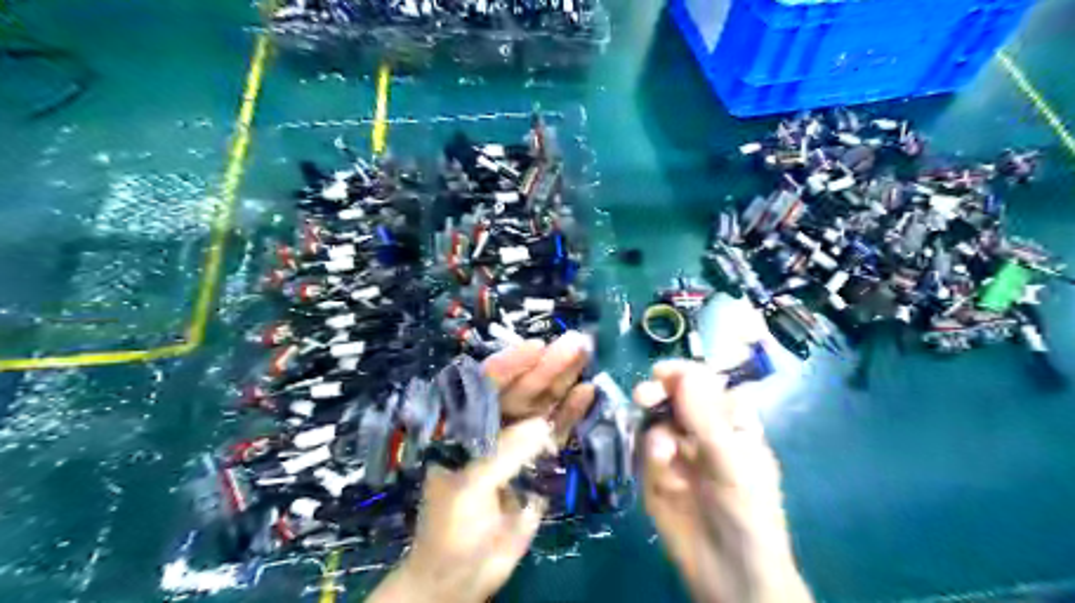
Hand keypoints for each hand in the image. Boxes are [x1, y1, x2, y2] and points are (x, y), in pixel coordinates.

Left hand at [373, 334, 596, 602]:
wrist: (464, 573)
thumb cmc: (452, 529)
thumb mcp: (469, 488)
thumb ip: (504, 454)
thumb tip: (541, 426)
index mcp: (462, 425)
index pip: (485, 386)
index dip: (510, 364)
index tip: (536, 346)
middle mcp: (491, 425)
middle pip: (520, 390)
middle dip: (546, 366)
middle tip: (575, 343)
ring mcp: (516, 441)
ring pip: (541, 404)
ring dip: (562, 381)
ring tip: (585, 356)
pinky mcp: (537, 459)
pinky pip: (556, 430)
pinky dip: (570, 412)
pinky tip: (587, 392)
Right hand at [632, 359, 810, 601]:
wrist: (728, 574)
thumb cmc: (747, 514)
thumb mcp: (733, 463)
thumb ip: (706, 418)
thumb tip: (686, 373)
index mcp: (731, 421)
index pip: (708, 383)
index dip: (687, 373)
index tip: (665, 372)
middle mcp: (701, 429)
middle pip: (675, 396)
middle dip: (660, 392)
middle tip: (646, 395)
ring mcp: (676, 449)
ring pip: (655, 420)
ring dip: (654, 428)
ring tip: (662, 455)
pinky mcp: (655, 471)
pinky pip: (644, 449)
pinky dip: (649, 454)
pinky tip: (660, 469)